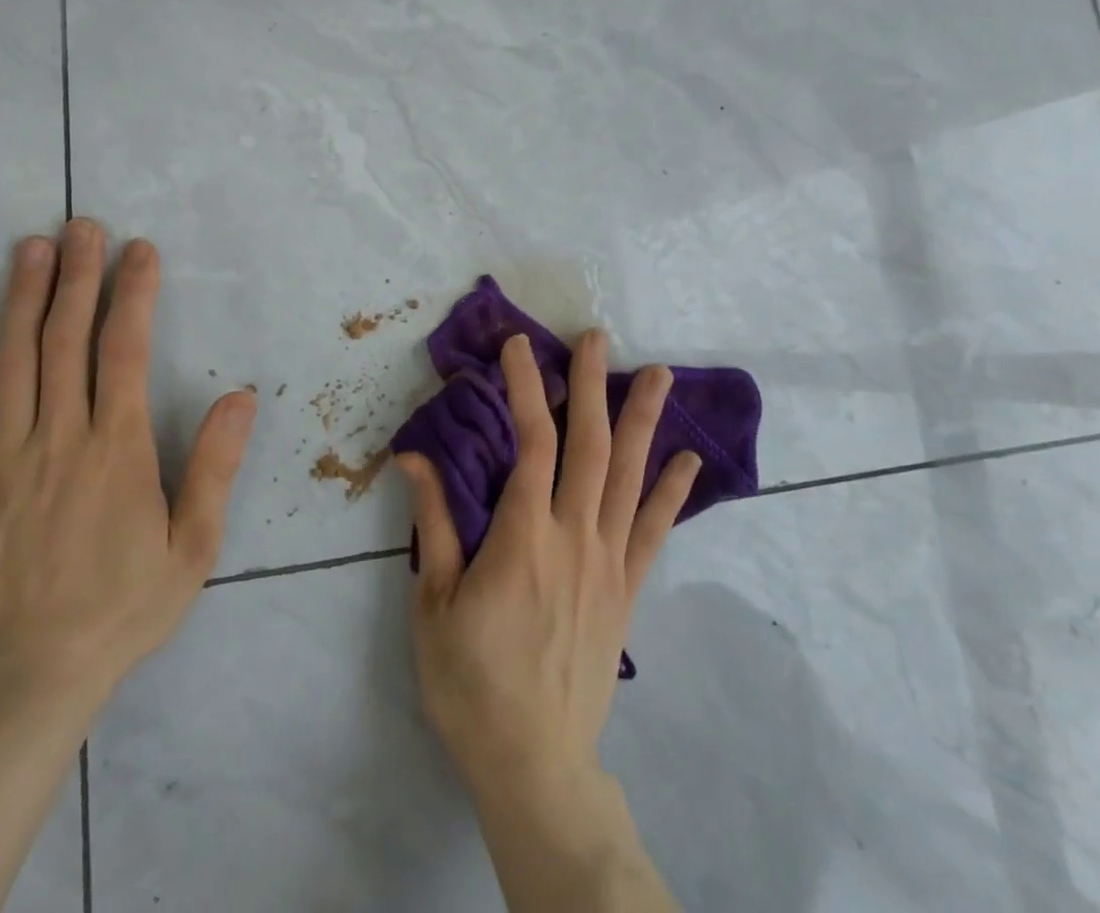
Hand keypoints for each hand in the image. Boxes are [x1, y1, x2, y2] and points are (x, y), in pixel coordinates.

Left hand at [0, 219, 255, 709]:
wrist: (27, 679)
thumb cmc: (123, 608)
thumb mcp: (194, 546)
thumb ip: (214, 466)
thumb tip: (240, 396)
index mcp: (117, 448)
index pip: (124, 350)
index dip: (134, 293)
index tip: (140, 250)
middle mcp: (60, 437)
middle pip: (66, 340)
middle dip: (78, 276)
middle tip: (82, 226)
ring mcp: (5, 458)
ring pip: (13, 361)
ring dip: (24, 299)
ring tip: (31, 248)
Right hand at [397, 330, 699, 800]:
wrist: (533, 762)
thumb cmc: (470, 681)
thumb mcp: (435, 601)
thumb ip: (435, 522)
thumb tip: (412, 455)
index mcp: (523, 536)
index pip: (530, 442)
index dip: (527, 388)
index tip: (520, 347)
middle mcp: (574, 537)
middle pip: (589, 445)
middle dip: (592, 384)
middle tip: (596, 337)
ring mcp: (608, 563)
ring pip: (629, 478)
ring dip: (643, 421)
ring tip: (659, 374)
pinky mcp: (626, 591)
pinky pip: (653, 532)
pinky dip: (671, 493)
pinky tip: (688, 461)